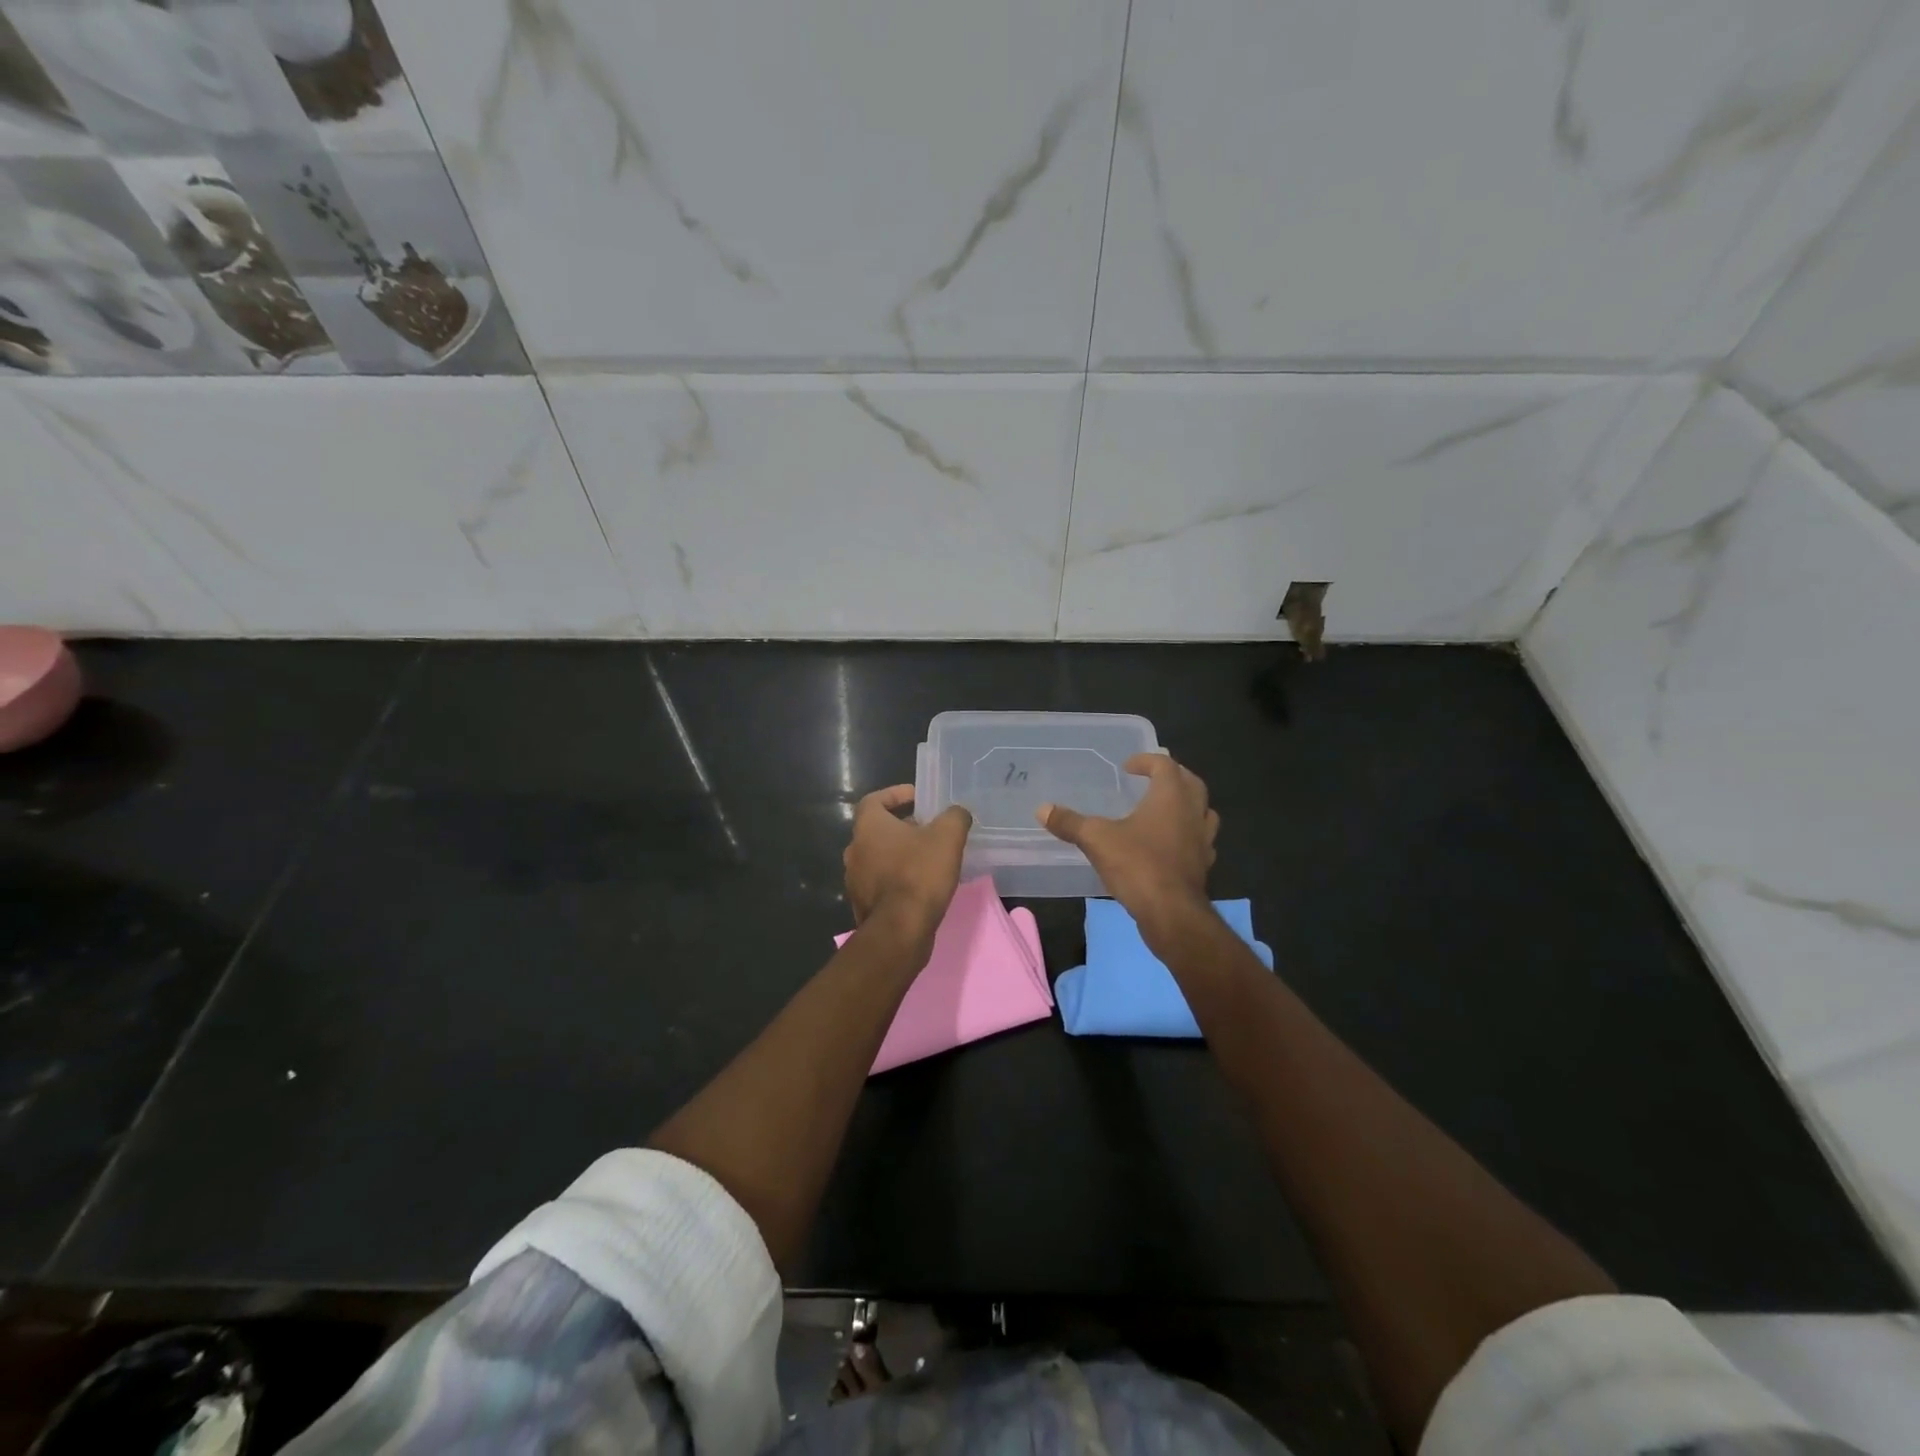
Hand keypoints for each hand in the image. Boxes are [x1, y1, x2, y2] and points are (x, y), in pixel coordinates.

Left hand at [843, 786, 972, 933]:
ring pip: (879, 858)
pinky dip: (897, 880)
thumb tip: (957, 813)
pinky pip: (881, 884)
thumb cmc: (919, 874)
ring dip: (900, 855)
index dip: (896, 794)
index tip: (917, 798)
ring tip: (929, 859)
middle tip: (930, 830)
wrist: (900, 930)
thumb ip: (954, 817)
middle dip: (903, 827)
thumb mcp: (947, 836)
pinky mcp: (863, 905)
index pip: (874, 800)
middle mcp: (855, 850)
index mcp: (868, 827)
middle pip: (877, 830)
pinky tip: (921, 887)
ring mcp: (855, 880)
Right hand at [1036, 753, 1217, 934]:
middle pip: (1191, 783)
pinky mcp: (1204, 865)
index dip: (1146, 761)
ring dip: (1188, 805)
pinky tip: (1172, 845)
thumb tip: (1042, 809)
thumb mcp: (1096, 839)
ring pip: (1203, 812)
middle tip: (1151, 780)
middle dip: (1173, 777)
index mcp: (1171, 797)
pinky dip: (1189, 835)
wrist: (1172, 913)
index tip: (1127, 767)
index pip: (1165, 765)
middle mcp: (1193, 812)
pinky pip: (1201, 841)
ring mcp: (1203, 840)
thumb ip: (1070, 822)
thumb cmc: (1137, 865)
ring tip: (1166, 809)